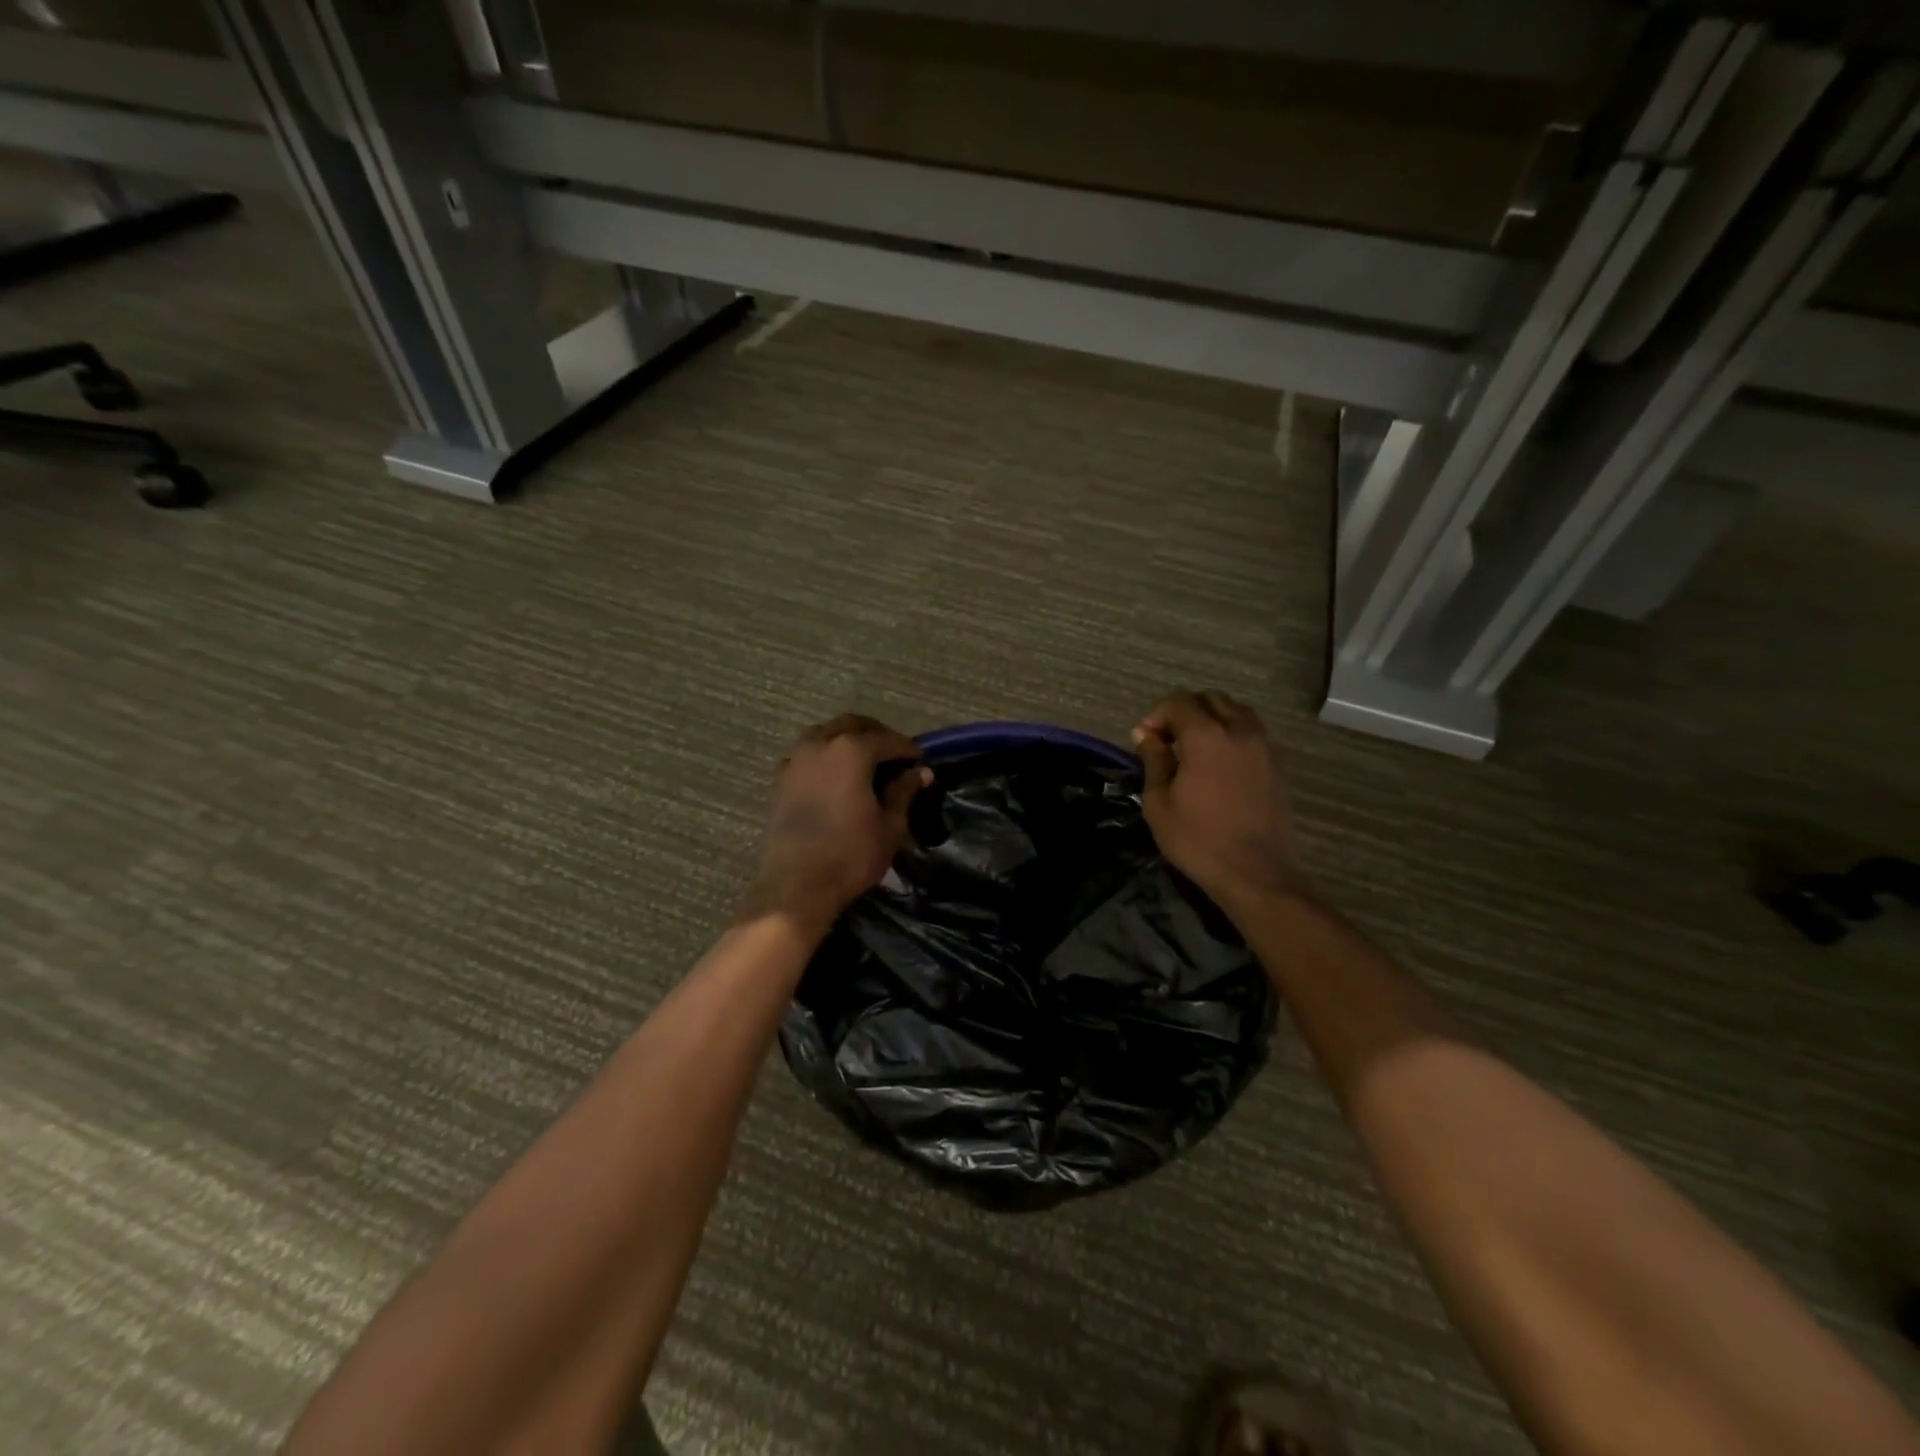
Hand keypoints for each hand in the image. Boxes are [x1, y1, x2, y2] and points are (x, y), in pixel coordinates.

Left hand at [742, 714, 930, 932]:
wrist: (797, 886)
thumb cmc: (851, 855)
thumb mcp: (890, 825)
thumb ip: (904, 792)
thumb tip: (921, 772)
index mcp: (851, 751)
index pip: (887, 740)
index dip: (907, 749)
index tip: (920, 762)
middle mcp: (820, 745)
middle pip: (852, 725)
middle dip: (876, 735)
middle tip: (893, 755)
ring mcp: (795, 760)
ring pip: (824, 734)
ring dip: (846, 740)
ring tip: (864, 762)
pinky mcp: (780, 780)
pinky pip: (806, 754)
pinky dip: (823, 756)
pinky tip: (834, 777)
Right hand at [1133, 691, 1303, 910]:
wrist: (1255, 874)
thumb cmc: (1198, 840)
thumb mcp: (1159, 802)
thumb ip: (1153, 760)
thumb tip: (1145, 735)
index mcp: (1207, 736)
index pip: (1179, 702)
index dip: (1156, 715)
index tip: (1144, 740)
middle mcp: (1239, 731)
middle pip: (1210, 699)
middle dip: (1184, 712)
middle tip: (1167, 741)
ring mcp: (1263, 747)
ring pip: (1235, 712)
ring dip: (1211, 720)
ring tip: (1193, 749)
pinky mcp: (1276, 765)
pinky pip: (1250, 733)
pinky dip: (1231, 735)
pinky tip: (1217, 765)